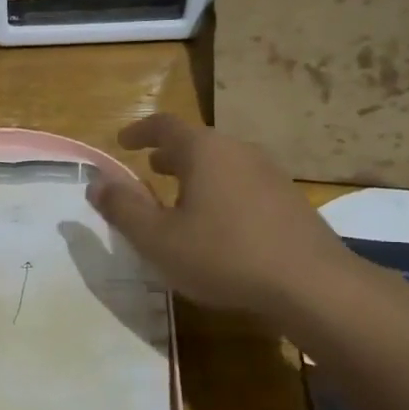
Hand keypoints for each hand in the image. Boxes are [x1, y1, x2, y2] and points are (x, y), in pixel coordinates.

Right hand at [86, 114, 350, 314]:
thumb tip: (97, 182)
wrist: (311, 284)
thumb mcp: (157, 238)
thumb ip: (123, 208)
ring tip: (178, 196)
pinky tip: (216, 224)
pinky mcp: (288, 199)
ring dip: (194, 174)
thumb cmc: (222, 255)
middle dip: (168, 154)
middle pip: (196, 142)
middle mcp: (238, 151)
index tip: (122, 141)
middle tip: (148, 169)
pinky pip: (242, 182)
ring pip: (221, 163)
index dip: (139, 131)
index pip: (165, 125)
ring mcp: (269, 174)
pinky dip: (219, 190)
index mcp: (204, 151)